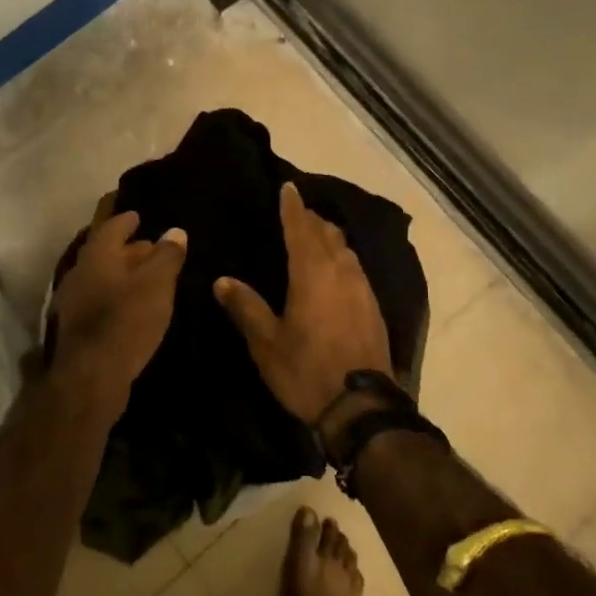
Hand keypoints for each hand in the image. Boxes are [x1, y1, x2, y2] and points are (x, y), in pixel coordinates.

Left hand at [51, 195, 186, 418]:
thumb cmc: (126, 320)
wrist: (91, 377)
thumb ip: (167, 255)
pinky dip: (115, 296)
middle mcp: (79, 273)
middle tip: (150, 248)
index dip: (125, 220)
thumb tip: (175, 231)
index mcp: (97, 255)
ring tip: (145, 278)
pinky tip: (131, 307)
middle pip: (104, 253)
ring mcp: (72, 302)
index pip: (110, 227)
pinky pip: (97, 301)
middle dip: (126, 249)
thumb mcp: (157, 284)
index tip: (137, 216)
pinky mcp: (75, 328)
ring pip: (100, 278)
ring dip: (121, 275)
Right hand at [213, 182, 393, 424]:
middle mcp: (340, 271)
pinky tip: (336, 270)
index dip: (293, 207)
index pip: (301, 228)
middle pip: (327, 233)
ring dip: (329, 236)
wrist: (363, 408)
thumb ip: (245, 307)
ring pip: (345, 249)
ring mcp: (362, 288)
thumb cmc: (307, 371)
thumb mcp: (267, 343)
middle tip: (296, 211)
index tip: (288, 187)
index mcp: (312, 273)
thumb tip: (221, 280)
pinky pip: (355, 267)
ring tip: (315, 235)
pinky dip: (342, 257)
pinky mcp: (373, 307)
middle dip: (311, 218)